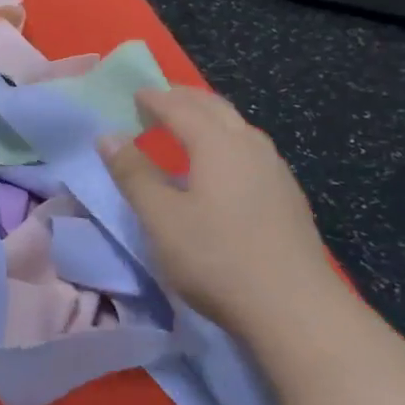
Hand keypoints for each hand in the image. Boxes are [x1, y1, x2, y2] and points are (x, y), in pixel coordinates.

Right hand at [98, 86, 335, 337]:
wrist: (296, 310)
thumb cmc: (216, 258)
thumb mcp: (160, 217)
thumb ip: (133, 173)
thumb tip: (108, 136)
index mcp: (218, 144)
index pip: (180, 107)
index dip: (154, 99)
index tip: (133, 94)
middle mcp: (251, 147)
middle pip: (215, 108)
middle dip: (183, 99)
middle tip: (156, 101)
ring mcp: (276, 172)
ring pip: (237, 128)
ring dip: (207, 119)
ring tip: (184, 128)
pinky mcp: (287, 198)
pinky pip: (249, 150)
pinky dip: (224, 141)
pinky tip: (218, 167)